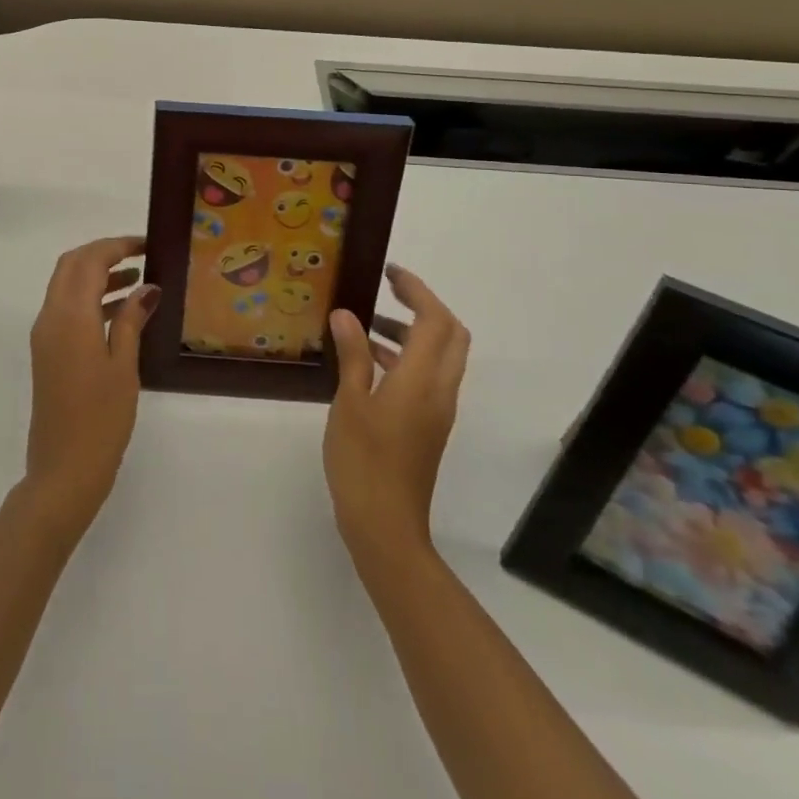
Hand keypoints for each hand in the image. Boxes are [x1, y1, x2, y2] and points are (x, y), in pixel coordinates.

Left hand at [21, 236, 155, 542]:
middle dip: (103, 253)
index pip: (89, 261)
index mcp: (70, 316)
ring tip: (138, 279)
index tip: (147, 244)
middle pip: (71, 265)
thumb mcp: (124, 366)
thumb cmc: (101, 420)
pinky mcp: (47, 352)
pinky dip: (90, 299)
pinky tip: (121, 311)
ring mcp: (45, 335)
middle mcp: (50, 317)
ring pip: (66, 286)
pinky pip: (66, 309)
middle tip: (140, 255)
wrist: (63, 471)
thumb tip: (147, 287)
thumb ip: (132, 320)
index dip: (117, 245)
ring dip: (97, 275)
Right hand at [324, 264, 471, 572]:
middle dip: (425, 306)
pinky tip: (368, 363)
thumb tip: (347, 314)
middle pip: (451, 335)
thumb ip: (353, 355)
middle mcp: (440, 390)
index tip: (389, 273)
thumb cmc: (363, 460)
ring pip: (440, 356)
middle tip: (388, 292)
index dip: (417, 291)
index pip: (435, 320)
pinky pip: (428, 377)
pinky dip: (406, 357)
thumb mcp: (350, 402)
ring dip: (412, 332)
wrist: (386, 525)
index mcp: (422, 380)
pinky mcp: (429, 426)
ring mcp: (437, 410)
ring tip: (366, 324)